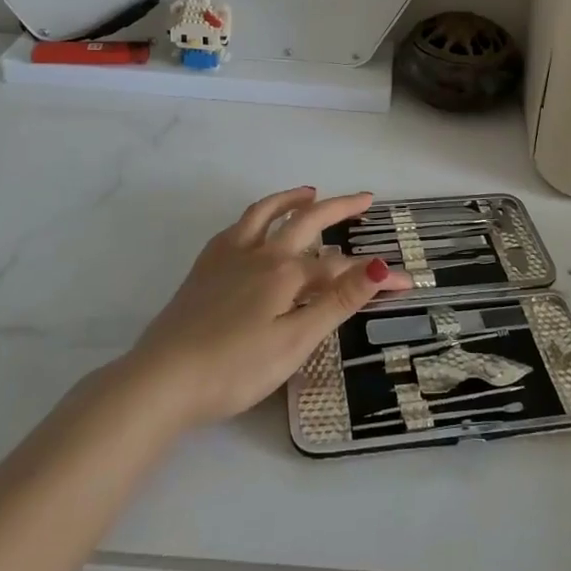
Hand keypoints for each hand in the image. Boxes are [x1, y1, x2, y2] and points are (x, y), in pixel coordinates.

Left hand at [126, 187, 413, 426]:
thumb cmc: (235, 368)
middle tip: (364, 198)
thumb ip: (338, 301)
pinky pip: (236, 227)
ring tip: (310, 191)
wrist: (163, 379)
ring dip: (292, 199)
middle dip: (338, 207)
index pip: (342, 268)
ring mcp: (229, 255)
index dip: (376, 275)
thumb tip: (382, 266)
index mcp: (286, 272)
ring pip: (266, 213)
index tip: (408, 282)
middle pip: (306, 220)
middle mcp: (261, 252)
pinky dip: (256, 216)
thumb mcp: (295, 341)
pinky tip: (256, 224)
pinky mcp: (205, 267)